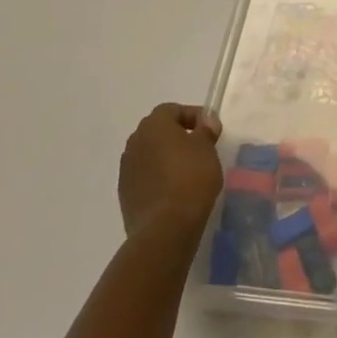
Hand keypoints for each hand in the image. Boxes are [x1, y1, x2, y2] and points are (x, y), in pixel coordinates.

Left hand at [119, 104, 223, 241]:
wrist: (166, 227)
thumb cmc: (191, 177)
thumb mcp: (207, 148)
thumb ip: (205, 130)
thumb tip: (205, 122)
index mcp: (153, 125)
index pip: (172, 110)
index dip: (193, 116)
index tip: (211, 130)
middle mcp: (135, 142)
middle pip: (158, 131)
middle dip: (178, 136)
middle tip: (200, 148)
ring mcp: (126, 170)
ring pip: (150, 155)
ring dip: (166, 158)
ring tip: (188, 172)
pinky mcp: (125, 195)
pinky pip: (145, 177)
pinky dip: (158, 178)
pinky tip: (174, 191)